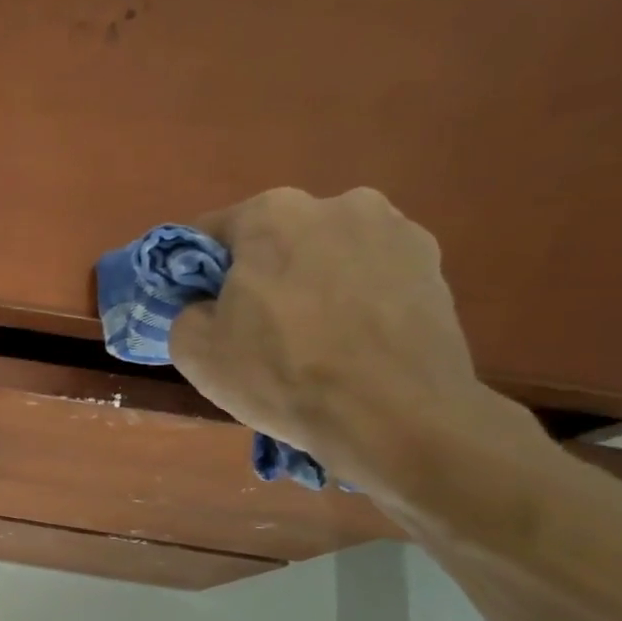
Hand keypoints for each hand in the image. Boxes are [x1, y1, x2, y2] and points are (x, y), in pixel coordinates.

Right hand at [169, 188, 493, 486]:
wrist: (395, 417)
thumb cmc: (281, 374)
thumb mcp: (193, 350)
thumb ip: (187, 311)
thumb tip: (209, 306)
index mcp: (272, 213)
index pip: (211, 234)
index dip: (197, 274)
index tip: (200, 309)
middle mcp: (338, 203)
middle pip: (276, 239)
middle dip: (262, 274)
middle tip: (256, 329)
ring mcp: (397, 231)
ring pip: (328, 255)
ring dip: (312, 283)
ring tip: (312, 339)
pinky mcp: (435, 266)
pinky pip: (371, 276)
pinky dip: (356, 300)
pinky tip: (352, 343)